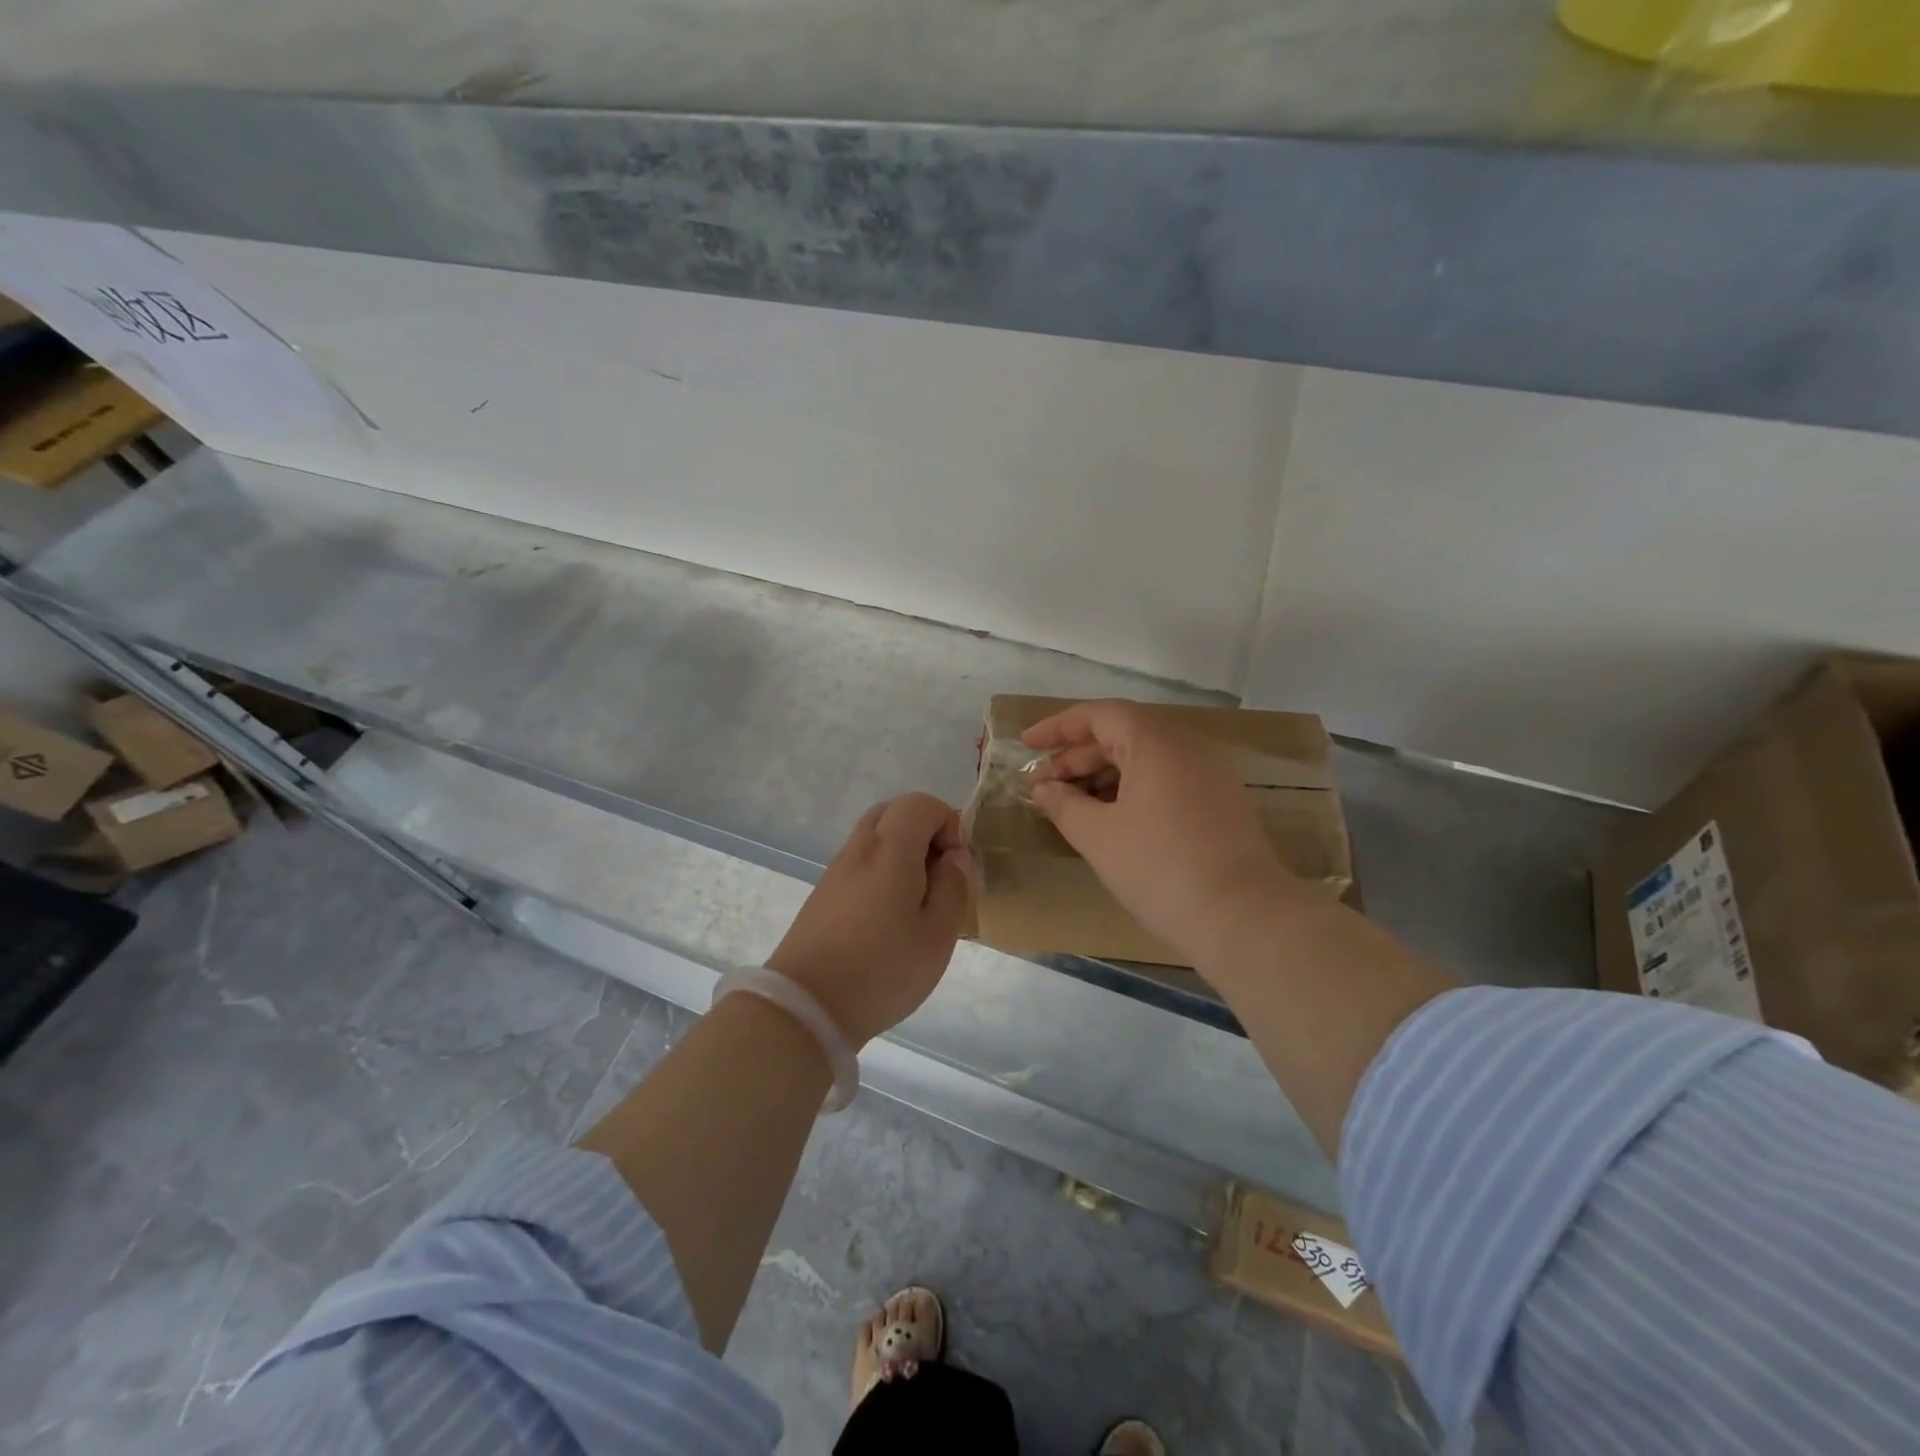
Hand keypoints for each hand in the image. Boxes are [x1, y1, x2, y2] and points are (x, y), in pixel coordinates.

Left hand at [768, 794, 971, 1046]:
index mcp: (890, 849)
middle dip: (924, 832)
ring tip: (917, 900)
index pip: (920, 804)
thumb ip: (953, 887)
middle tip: (940, 875)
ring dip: (902, 852)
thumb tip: (952, 858)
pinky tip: (889, 916)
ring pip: (874, 836)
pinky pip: (860, 862)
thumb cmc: (882, 969)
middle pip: (893, 812)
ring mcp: (836, 870)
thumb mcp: (938, 935)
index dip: (948, 823)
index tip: (956, 865)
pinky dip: (881, 870)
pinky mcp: (823, 894)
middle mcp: (859, 849)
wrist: (805, 1006)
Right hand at [1024, 700, 1302, 961]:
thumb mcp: (1098, 836)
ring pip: (1145, 759)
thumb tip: (1042, 789)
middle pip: (1122, 735)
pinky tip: (1111, 819)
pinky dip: (1132, 789)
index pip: (1099, 715)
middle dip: (1077, 757)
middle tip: (1043, 786)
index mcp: (1156, 742)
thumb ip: (1063, 805)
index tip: (1027, 744)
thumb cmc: (1160, 868)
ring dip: (1103, 776)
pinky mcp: (1221, 801)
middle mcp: (1187, 746)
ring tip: (1071, 805)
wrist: (1242, 917)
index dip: (1058, 727)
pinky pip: (1166, 779)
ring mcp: (1209, 773)